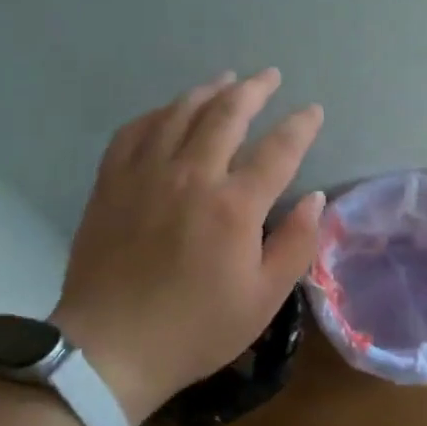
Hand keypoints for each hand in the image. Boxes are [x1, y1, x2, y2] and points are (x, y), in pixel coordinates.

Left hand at [52, 68, 324, 423]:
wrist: (111, 349)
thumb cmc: (195, 329)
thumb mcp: (263, 299)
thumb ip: (296, 244)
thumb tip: (315, 198)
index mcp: (234, 206)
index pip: (278, 149)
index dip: (301, 125)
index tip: (313, 111)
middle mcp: (192, 175)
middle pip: (227, 114)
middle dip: (254, 90)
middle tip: (269, 76)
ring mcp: (146, 173)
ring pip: (181, 112)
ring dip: (209, 91)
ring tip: (226, 79)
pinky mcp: (112, 182)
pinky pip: (136, 130)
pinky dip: (159, 113)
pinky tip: (169, 111)